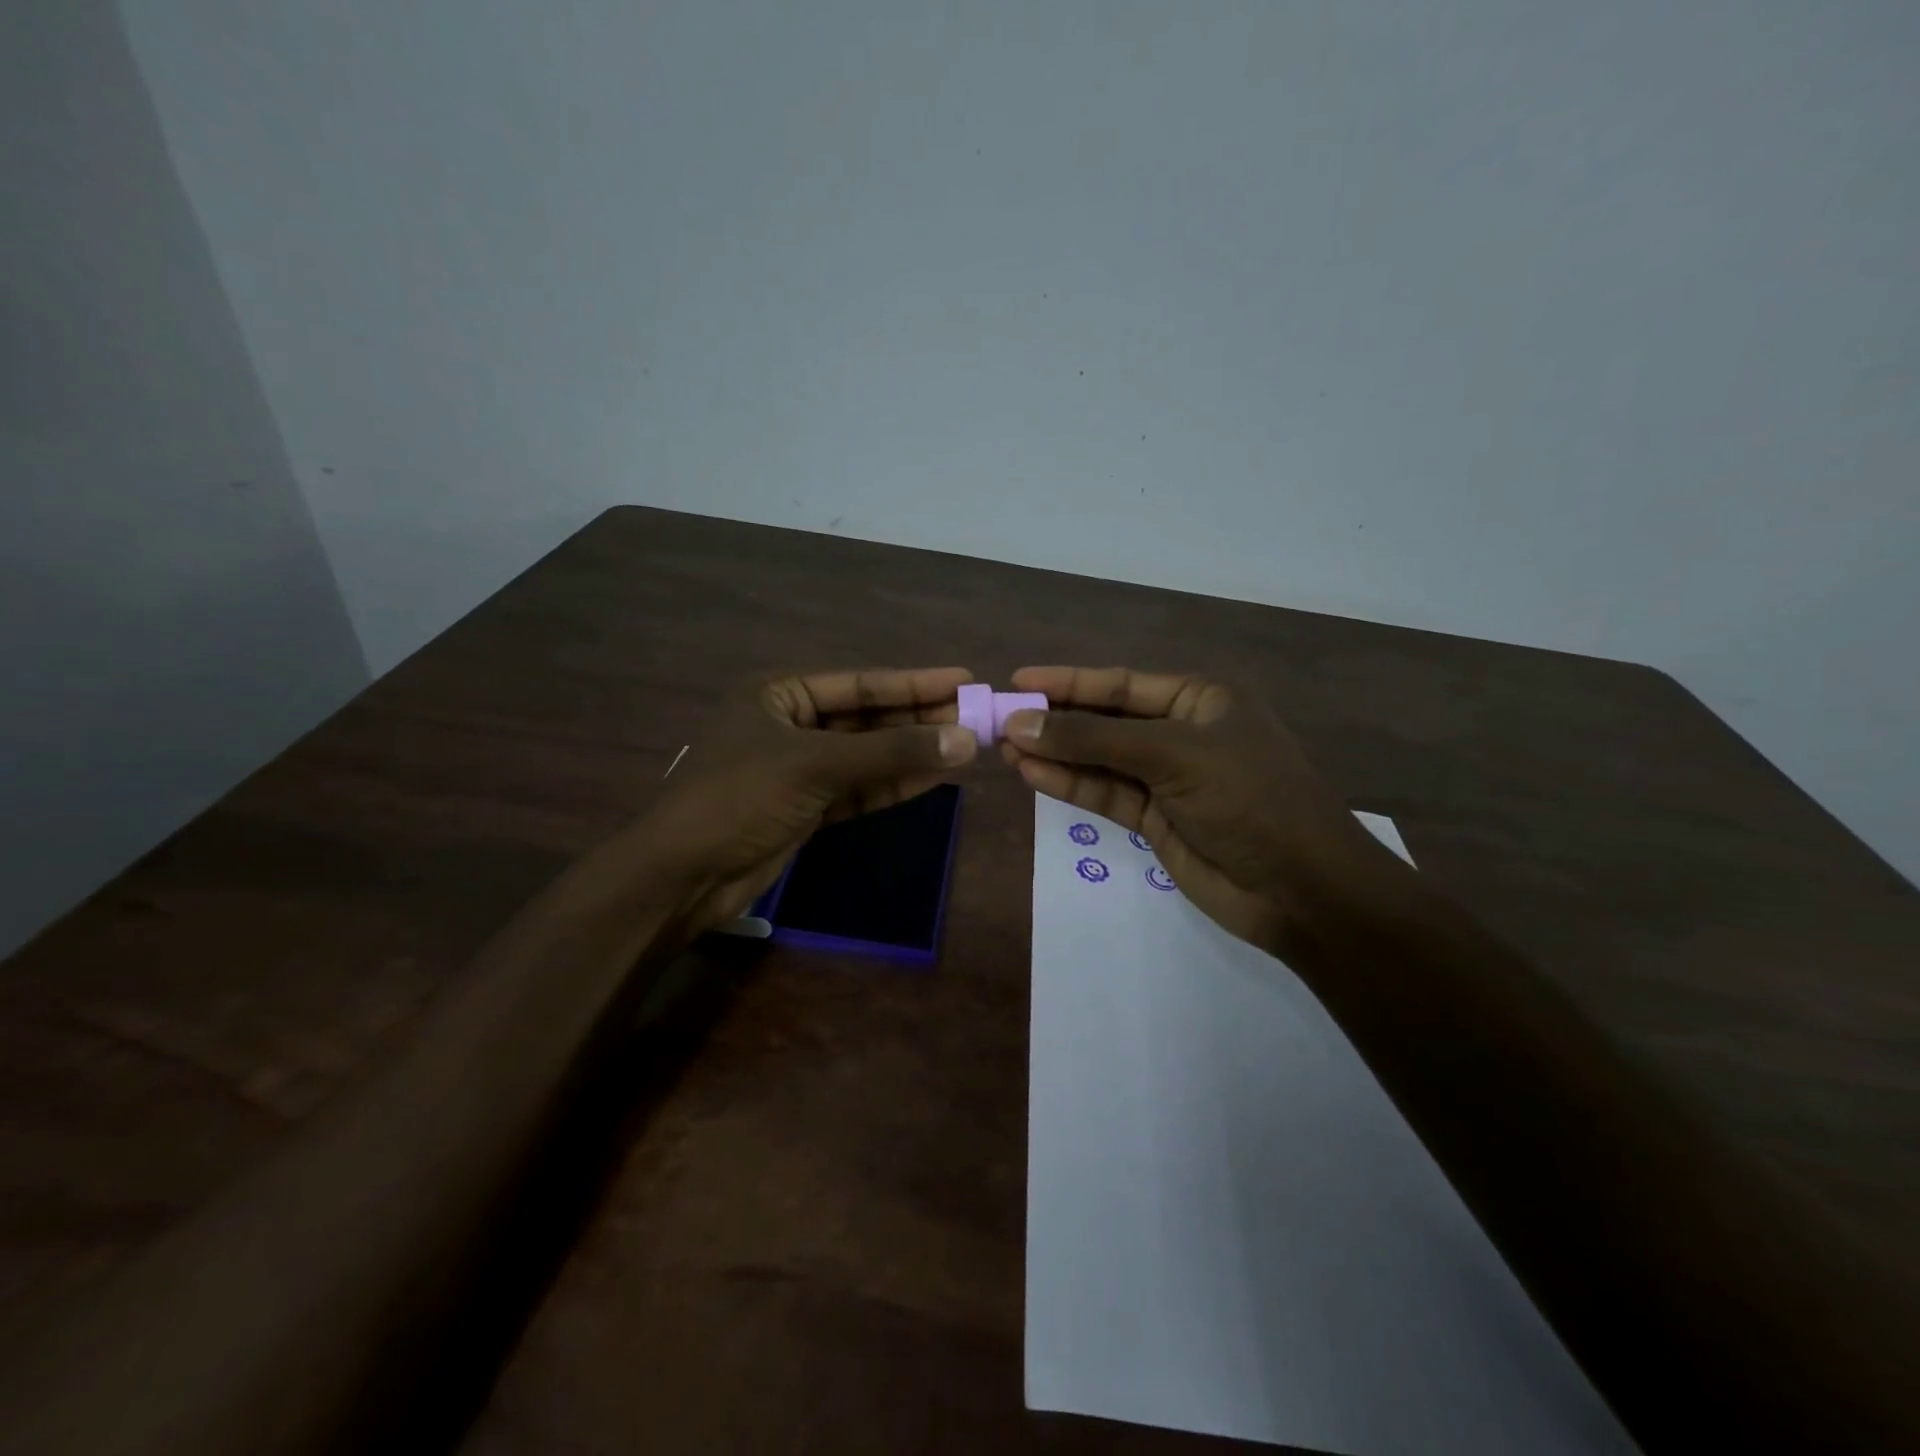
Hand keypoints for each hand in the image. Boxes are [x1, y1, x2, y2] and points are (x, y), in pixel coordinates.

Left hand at [631, 667, 977, 940]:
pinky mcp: (808, 808)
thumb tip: (965, 739)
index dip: (913, 682)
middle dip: (919, 719)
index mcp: (780, 695)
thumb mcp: (816, 766)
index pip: (860, 683)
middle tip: (976, 716)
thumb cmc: (740, 799)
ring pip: (868, 756)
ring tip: (968, 745)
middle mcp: (792, 725)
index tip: (963, 679)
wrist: (683, 876)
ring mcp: (800, 769)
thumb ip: (891, 753)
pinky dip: (895, 784)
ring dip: (914, 753)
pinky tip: (936, 777)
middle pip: (868, 719)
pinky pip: (861, 788)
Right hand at [999, 666, 1393, 952]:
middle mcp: (1181, 732)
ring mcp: (1167, 779)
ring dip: (1055, 754)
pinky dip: (1070, 784)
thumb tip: (1020, 723)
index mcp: (1200, 699)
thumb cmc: (1248, 798)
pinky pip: (1105, 794)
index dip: (1068, 682)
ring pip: (1100, 760)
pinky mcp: (1155, 820)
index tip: (1017, 680)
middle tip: (998, 720)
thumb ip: (1094, 739)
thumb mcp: (1172, 755)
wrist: (1300, 889)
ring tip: (1003, 748)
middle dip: (1055, 720)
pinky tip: (1032, 774)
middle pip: (1105, 720)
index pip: (1121, 684)